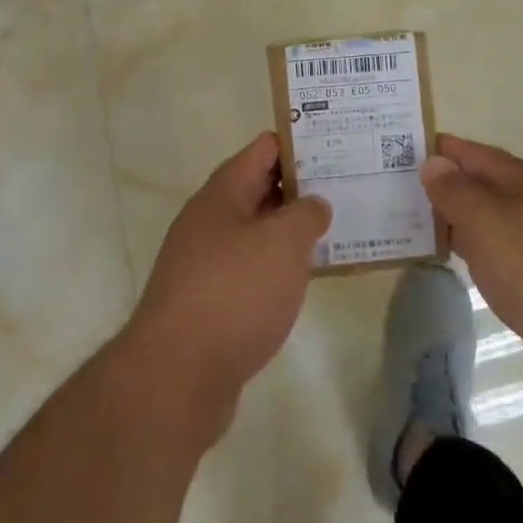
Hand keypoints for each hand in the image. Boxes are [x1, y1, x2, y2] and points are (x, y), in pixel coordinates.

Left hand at [124, 133, 330, 439]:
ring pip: (255, 232)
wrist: (176, 378)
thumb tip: (313, 205)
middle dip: (300, 187)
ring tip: (335, 229)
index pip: (262, 150)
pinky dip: (277, 268)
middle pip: (258, 189)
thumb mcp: (282, 244)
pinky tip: (304, 279)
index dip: (299, 144)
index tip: (336, 146)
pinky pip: (250, 270)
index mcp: (222, 195)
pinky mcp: (209, 303)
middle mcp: (209, 222)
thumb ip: (305, 215)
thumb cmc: (233, 294)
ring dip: (290, 230)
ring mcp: (205, 264)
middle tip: (347, 186)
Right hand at [421, 134, 522, 393]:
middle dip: (443, 184)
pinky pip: (503, 249)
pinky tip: (464, 264)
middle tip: (397, 189)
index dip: (438, 149)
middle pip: (481, 183)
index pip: (470, 152)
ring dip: (458, 219)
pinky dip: (478, 249)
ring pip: (491, 218)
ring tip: (418, 225)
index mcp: (521, 180)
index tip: (398, 147)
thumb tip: (434, 162)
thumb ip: (456, 193)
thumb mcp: (487, 224)